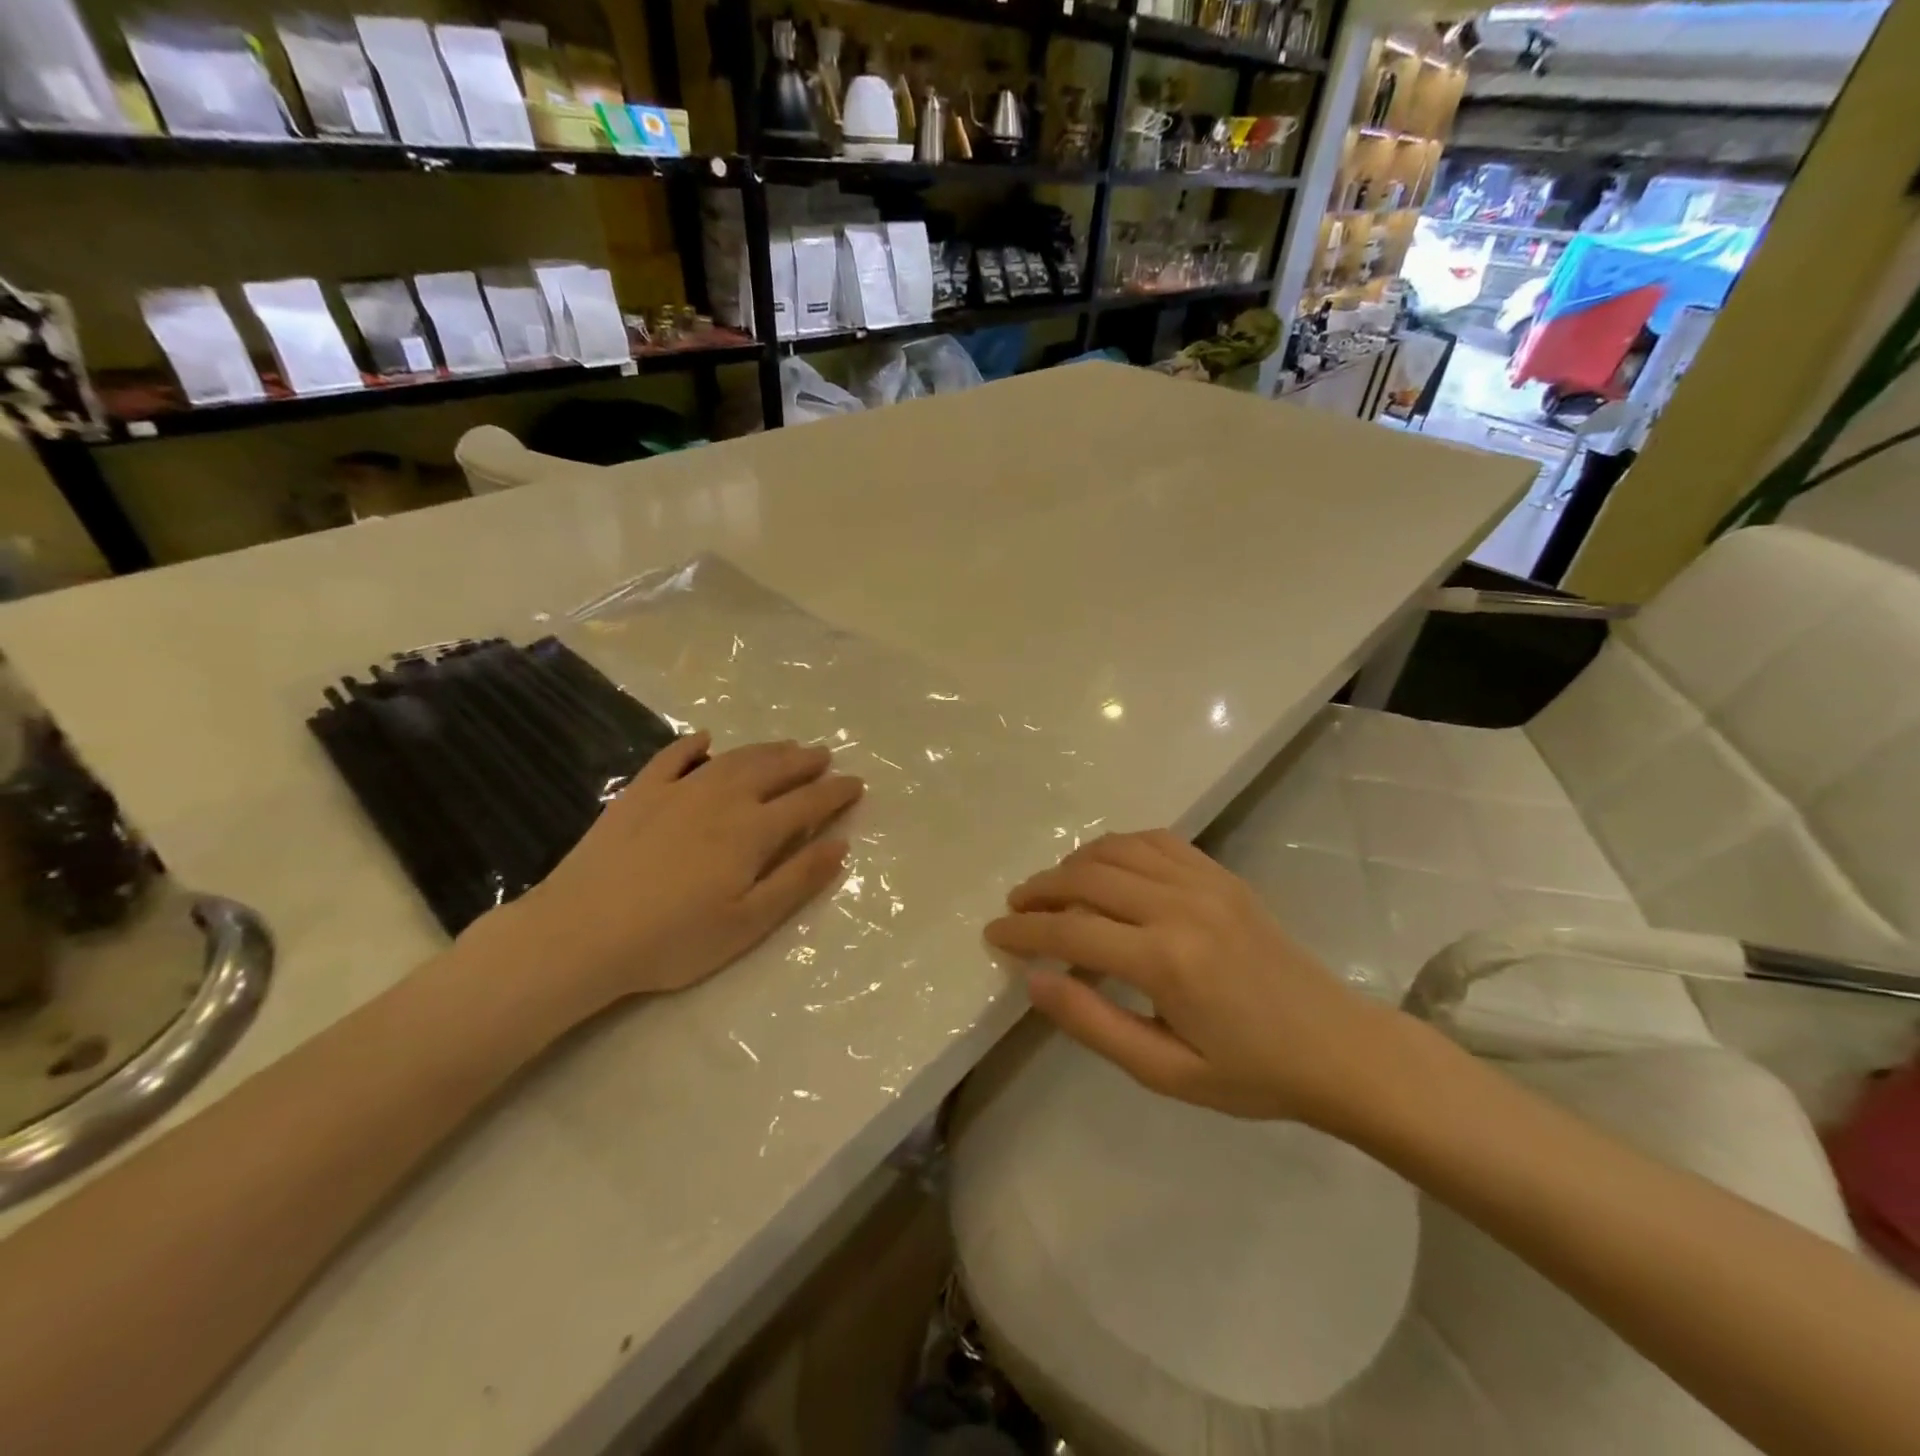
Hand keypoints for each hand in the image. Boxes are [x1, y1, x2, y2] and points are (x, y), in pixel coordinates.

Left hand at [473, 733, 862, 1016]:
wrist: (581, 933)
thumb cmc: (674, 939)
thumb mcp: (748, 922)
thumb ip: (797, 880)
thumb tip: (841, 844)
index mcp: (753, 831)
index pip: (807, 802)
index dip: (836, 792)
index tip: (856, 783)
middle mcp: (722, 798)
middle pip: (773, 770)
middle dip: (805, 762)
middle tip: (824, 756)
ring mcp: (678, 790)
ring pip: (733, 759)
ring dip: (765, 749)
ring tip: (786, 745)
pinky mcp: (639, 794)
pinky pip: (672, 758)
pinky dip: (692, 745)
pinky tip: (705, 739)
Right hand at [986, 830, 1406, 1127]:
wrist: (1337, 1047)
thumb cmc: (1251, 1073)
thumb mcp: (1166, 1071)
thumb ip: (1093, 1022)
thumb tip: (1033, 980)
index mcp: (1165, 960)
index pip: (1071, 930)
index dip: (1024, 931)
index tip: (994, 934)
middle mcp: (1180, 905)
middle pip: (1087, 878)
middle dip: (1040, 890)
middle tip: (1015, 909)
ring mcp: (1204, 882)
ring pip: (1117, 849)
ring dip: (1073, 863)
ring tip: (1051, 888)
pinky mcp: (1221, 874)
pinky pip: (1156, 839)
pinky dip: (1118, 845)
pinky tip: (1104, 866)